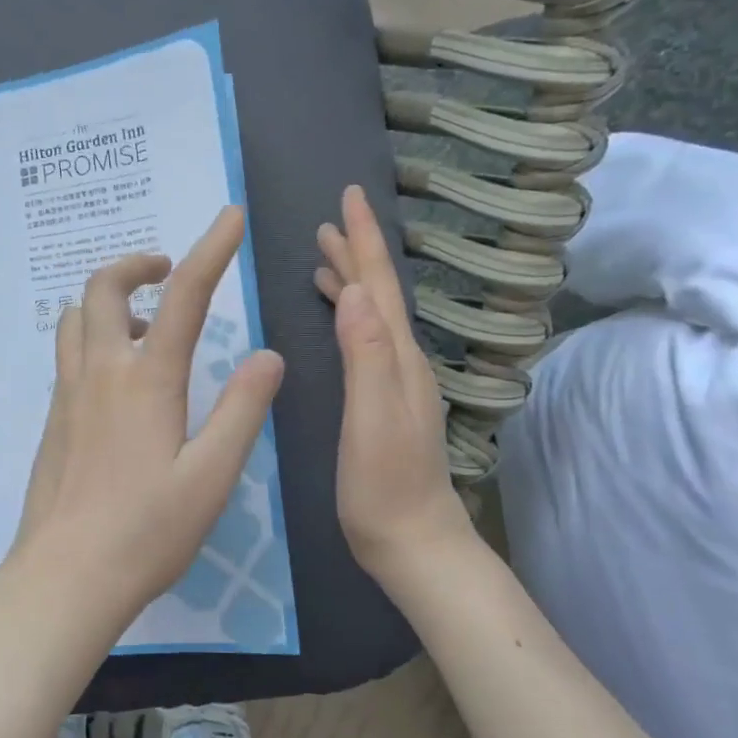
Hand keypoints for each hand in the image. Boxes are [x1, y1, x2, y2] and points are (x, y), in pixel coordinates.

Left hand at [1, 206, 285, 642]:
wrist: (65, 577)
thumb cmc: (147, 531)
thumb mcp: (212, 476)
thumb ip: (242, 409)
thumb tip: (269, 356)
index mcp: (147, 380)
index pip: (185, 296)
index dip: (211, 249)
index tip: (230, 215)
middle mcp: (100, 372)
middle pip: (104, 288)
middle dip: (138, 264)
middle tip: (170, 272)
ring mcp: (68, 395)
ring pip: (76, 317)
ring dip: (110, 301)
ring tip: (148, 324)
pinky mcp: (53, 420)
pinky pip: (68, 353)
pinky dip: (94, 336)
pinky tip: (119, 378)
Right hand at [315, 185, 474, 584]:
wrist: (412, 541)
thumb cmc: (384, 484)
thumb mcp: (372, 418)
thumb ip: (367, 355)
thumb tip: (356, 290)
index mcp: (396, 357)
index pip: (380, 285)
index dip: (363, 240)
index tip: (350, 197)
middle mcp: (402, 360)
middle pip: (380, 293)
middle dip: (357, 251)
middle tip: (329, 220)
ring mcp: (396, 382)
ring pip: (374, 315)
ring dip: (353, 282)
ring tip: (326, 259)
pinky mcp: (384, 401)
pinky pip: (367, 340)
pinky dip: (351, 316)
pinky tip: (339, 318)